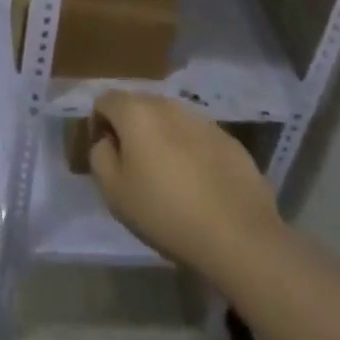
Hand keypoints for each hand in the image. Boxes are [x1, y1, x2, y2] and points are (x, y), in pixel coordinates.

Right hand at [86, 91, 281, 276]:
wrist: (240, 238)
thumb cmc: (166, 213)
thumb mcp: (114, 192)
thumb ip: (100, 156)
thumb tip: (107, 142)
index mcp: (136, 112)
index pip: (104, 101)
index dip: (98, 124)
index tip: (105, 154)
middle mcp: (168, 105)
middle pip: (138, 106)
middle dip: (130, 128)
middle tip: (134, 165)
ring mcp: (202, 120)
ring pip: (170, 120)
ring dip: (161, 137)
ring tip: (168, 175)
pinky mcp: (230, 140)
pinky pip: (198, 137)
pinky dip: (190, 151)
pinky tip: (198, 184)